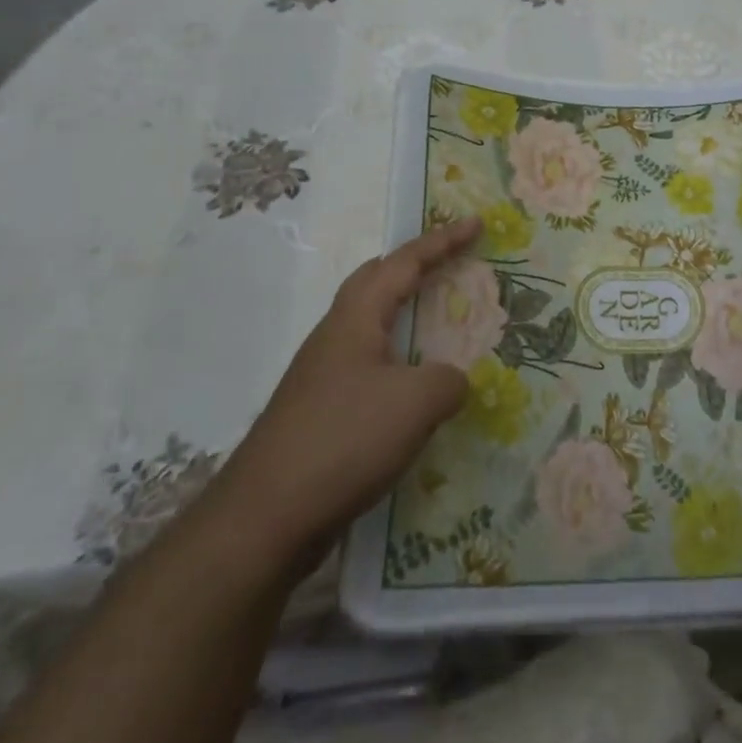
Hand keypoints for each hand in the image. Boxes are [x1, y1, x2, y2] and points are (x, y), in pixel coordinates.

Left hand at [219, 219, 478, 554]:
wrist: (265, 518)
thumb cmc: (344, 440)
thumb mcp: (416, 403)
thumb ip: (448, 380)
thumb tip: (453, 381)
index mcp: (356, 318)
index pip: (404, 262)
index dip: (443, 241)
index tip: (477, 224)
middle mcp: (335, 337)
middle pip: (376, 282)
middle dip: (415, 267)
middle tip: (451, 265)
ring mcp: (323, 376)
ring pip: (372, 328)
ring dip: (406, 317)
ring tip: (440, 326)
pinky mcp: (320, 414)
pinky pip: (370, 369)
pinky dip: (399, 363)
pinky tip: (415, 393)